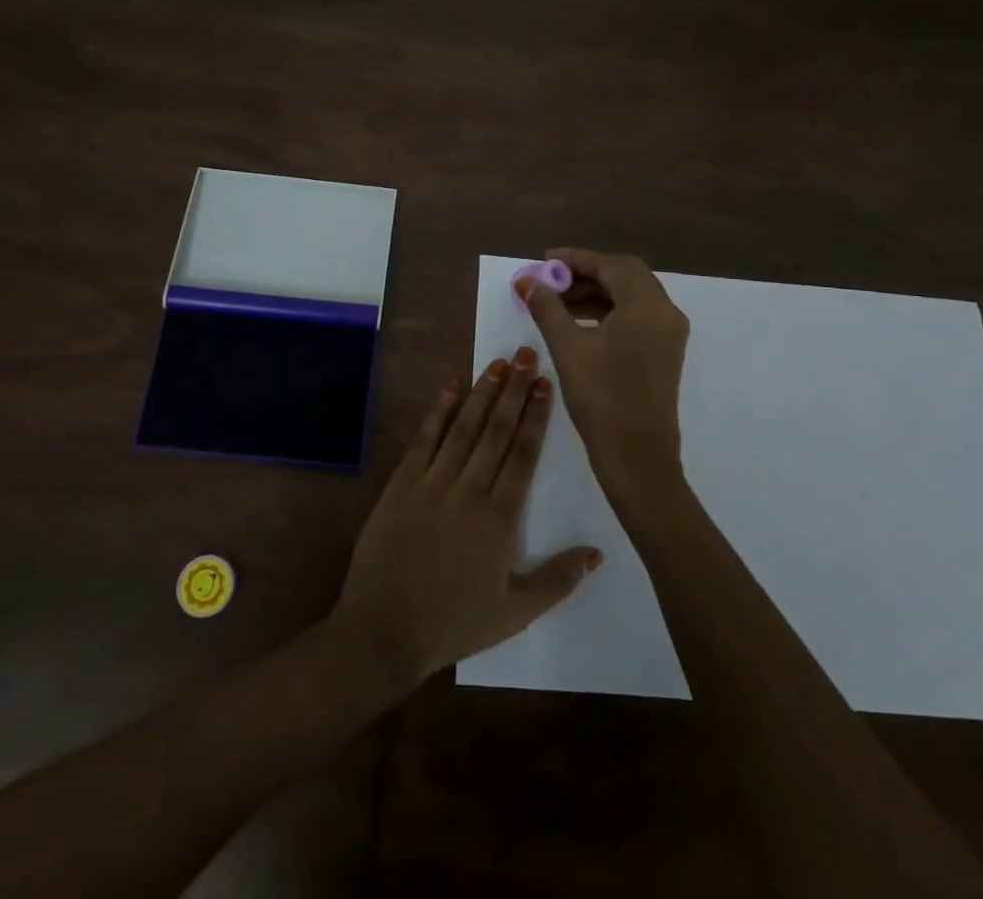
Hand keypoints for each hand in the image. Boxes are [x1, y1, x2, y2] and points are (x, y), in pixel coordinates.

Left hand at [333, 348, 600, 691]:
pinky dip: (438, 412)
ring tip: (497, 363)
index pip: (523, 455)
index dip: (535, 416)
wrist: (384, 630)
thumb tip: (597, 552)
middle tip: (526, 354)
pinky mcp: (402, 484)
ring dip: (481, 393)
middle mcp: (468, 490)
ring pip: (464, 428)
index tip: (545, 383)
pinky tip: (450, 387)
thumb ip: (558, 579)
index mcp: (499, 518)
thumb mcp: (515, 612)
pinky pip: (424, 440)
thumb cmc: (454, 623)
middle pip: (496, 431)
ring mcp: (432, 483)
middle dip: (513, 391)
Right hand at [517, 248, 689, 508]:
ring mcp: (669, 334)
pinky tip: (579, 324)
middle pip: (624, 276)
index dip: (575, 259)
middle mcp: (665, 312)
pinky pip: (636, 316)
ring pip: (631, 296)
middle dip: (586, 274)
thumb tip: (527, 281)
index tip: (544, 261)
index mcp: (647, 304)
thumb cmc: (602, 397)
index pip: (610, 265)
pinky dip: (609, 311)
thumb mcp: (568, 347)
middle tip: (551, 281)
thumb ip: (547, 308)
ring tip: (558, 304)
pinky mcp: (665, 353)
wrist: (637, 457)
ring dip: (596, 293)